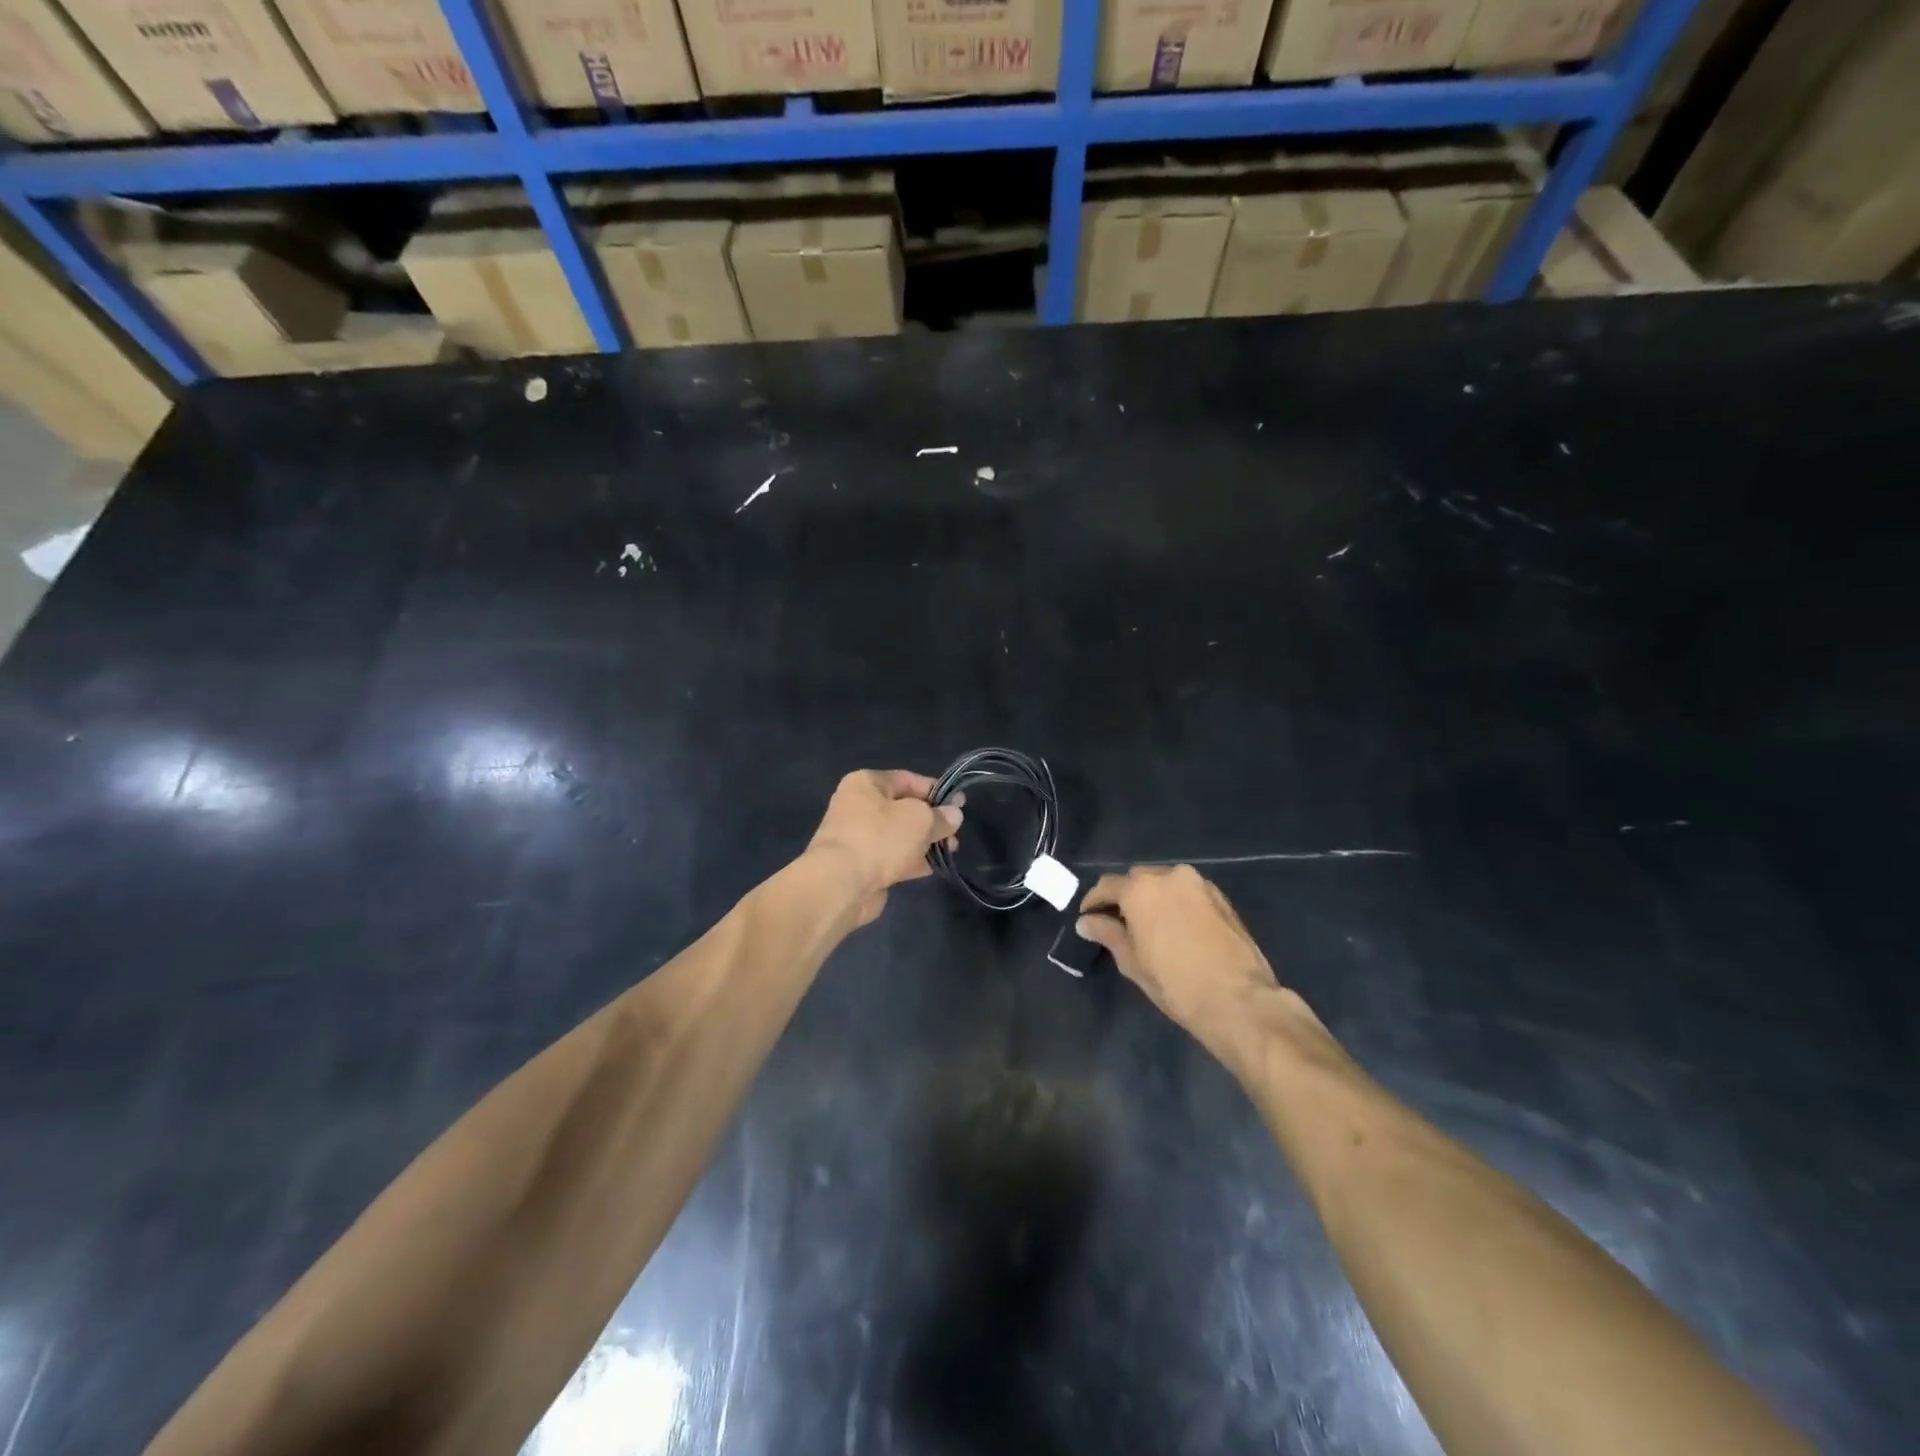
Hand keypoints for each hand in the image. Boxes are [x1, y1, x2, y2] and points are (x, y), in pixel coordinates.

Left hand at [805, 770, 962, 926]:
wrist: (841, 884)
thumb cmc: (880, 838)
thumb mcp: (920, 820)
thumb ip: (940, 816)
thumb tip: (954, 815)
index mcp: (866, 783)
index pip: (908, 779)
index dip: (936, 791)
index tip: (960, 805)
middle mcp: (858, 805)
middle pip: (904, 808)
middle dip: (931, 821)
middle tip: (955, 834)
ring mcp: (857, 836)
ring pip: (899, 835)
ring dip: (924, 843)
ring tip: (949, 852)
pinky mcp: (859, 864)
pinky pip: (891, 857)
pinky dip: (910, 860)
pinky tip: (931, 868)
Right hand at [1077, 865, 1278, 1033]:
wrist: (1238, 1000)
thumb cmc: (1175, 983)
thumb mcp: (1132, 962)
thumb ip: (1107, 934)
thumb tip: (1086, 922)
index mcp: (1141, 888)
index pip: (1107, 886)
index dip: (1094, 902)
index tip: (1087, 918)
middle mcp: (1169, 875)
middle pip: (1137, 880)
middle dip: (1125, 897)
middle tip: (1118, 923)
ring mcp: (1199, 884)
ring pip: (1165, 883)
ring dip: (1152, 898)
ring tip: (1149, 925)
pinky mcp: (1221, 897)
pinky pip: (1187, 892)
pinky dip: (1176, 903)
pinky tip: (1176, 927)